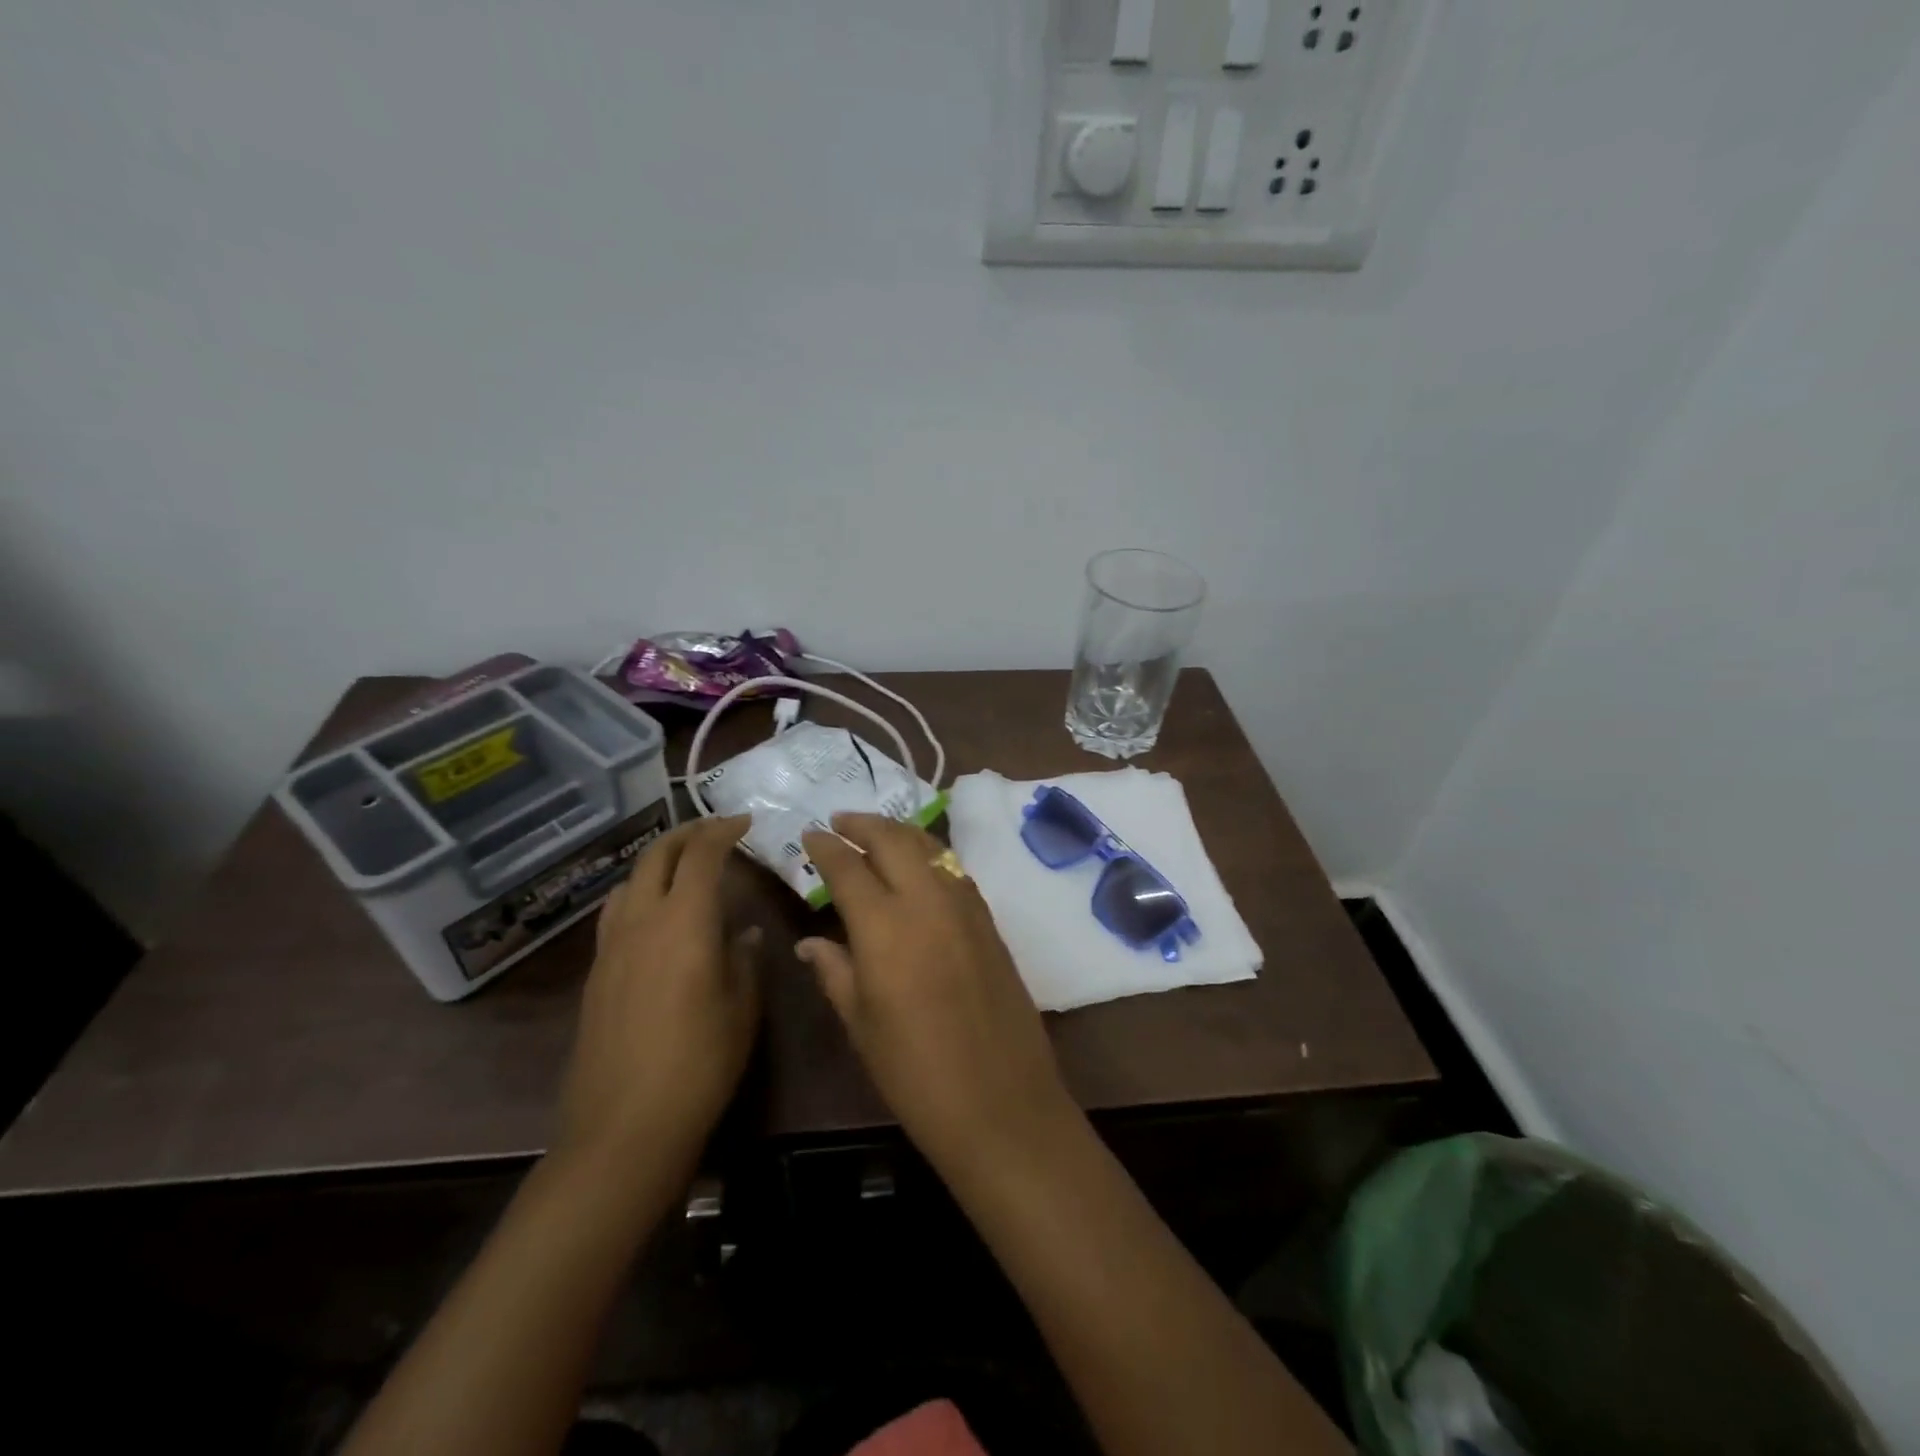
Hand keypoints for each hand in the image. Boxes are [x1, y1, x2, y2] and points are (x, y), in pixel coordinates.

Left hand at [556, 815, 760, 1160]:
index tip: (744, 821)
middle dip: (686, 834)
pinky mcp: (595, 974)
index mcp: (683, 922)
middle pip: (656, 856)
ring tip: (684, 866)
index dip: (722, 831)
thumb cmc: (699, 1063)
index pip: (701, 855)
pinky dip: (638, 893)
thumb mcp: (742, 1008)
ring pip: (629, 881)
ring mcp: (610, 947)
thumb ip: (745, 960)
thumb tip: (742, 933)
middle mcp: (641, 921)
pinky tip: (655, 916)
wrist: (623, 1127)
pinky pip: (616, 912)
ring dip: (657, 861)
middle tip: (715, 831)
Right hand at [798, 814, 1071, 1166]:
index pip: (848, 867)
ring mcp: (965, 906)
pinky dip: (929, 855)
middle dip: (862, 823)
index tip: (810, 835)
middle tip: (840, 822)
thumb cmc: (915, 1072)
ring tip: (876, 834)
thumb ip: (835, 971)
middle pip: (892, 839)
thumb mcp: (861, 1024)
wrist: (1001, 1101)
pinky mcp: (989, 919)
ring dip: (898, 833)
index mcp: (884, 926)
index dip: (825, 846)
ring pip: (928, 847)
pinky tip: (918, 867)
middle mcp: (927, 900)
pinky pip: (953, 870)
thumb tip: (810, 941)